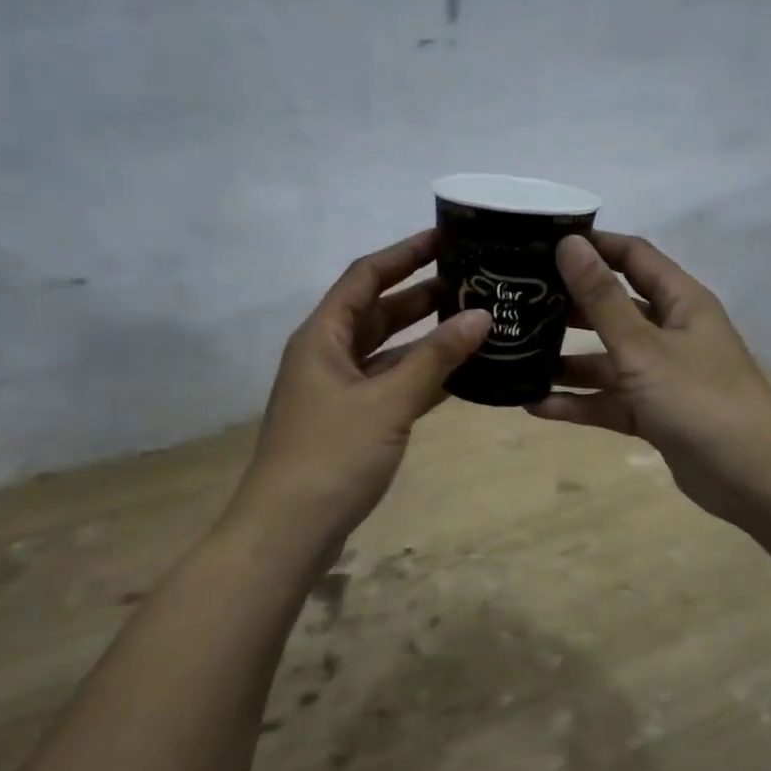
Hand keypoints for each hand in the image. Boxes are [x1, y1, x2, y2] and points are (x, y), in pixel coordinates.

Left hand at [225, 229, 489, 564]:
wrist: (287, 532)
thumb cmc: (332, 455)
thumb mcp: (388, 401)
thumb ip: (436, 358)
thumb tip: (482, 315)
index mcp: (323, 336)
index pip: (365, 277)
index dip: (404, 254)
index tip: (445, 237)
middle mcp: (327, 355)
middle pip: (377, 311)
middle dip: (421, 294)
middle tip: (473, 280)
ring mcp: (338, 391)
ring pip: (387, 350)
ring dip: (425, 336)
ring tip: (475, 320)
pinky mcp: (351, 421)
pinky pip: (390, 383)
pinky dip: (421, 375)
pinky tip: (460, 373)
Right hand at [529, 232, 770, 528]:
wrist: (751, 477)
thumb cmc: (699, 398)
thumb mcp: (643, 346)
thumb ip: (602, 299)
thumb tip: (569, 244)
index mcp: (680, 301)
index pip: (633, 256)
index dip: (594, 246)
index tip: (543, 243)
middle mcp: (671, 331)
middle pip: (614, 308)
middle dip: (570, 306)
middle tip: (520, 301)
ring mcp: (662, 375)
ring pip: (607, 359)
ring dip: (567, 360)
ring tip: (517, 355)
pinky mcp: (653, 412)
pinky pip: (609, 399)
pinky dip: (579, 402)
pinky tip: (535, 405)